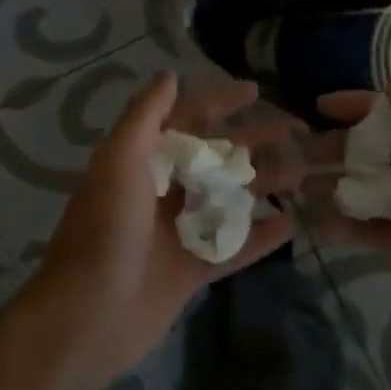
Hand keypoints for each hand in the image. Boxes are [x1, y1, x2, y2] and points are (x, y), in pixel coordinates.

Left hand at [31, 70, 305, 381]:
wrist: (88, 316)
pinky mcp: (192, 268)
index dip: (220, 102)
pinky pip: (234, 247)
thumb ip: (145, 116)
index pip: (188, 118)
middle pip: (216, 156)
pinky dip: (260, 236)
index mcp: (143, 159)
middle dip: (252, 140)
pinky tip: (292, 223)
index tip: (255, 91)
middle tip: (294, 130)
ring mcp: (180, 230)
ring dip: (263, 183)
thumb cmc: (105, 229)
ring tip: (302, 171)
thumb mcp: (119, 160)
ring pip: (230, 198)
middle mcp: (163, 189)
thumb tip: (169, 73)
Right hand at [308, 81, 390, 351]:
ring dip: (338, 186)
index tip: (317, 106)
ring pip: (371, 189)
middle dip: (338, 148)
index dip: (355, 106)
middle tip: (299, 155)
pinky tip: (322, 227)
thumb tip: (390, 84)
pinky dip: (351, 227)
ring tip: (300, 189)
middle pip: (374, 150)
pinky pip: (377, 229)